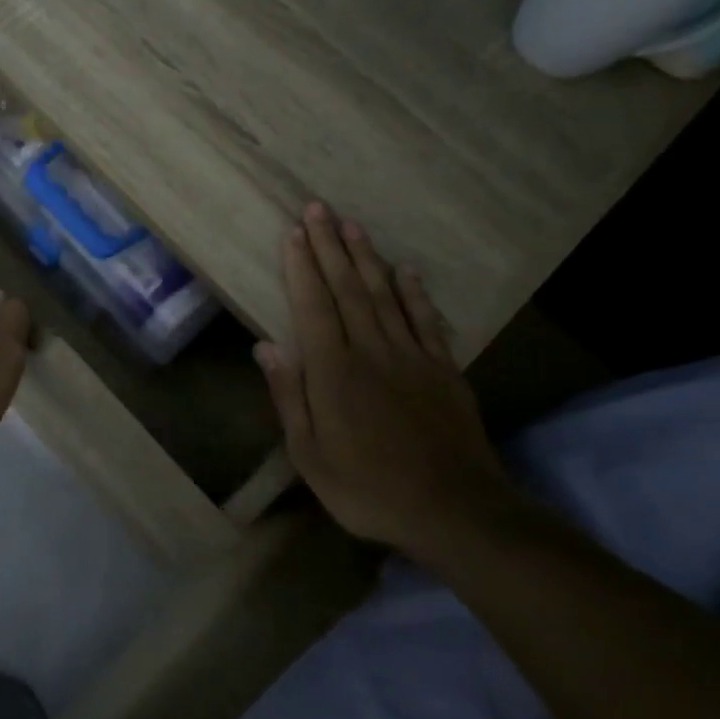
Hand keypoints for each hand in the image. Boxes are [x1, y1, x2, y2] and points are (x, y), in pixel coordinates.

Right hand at [256, 203, 516, 553]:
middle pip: (347, 288)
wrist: (453, 510)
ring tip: (352, 225)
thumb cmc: (367, 488)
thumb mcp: (310, 455)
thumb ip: (290, 397)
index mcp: (334, 372)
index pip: (313, 306)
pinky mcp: (443, 369)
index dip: (302, 267)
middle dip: (330, 246)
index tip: (293, 233)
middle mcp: (371, 351)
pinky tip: (405, 270)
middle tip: (318, 208)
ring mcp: (412, 356)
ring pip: (384, 294)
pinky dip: (414, 292)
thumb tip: (266, 347)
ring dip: (367, 257)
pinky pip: (425, 320)